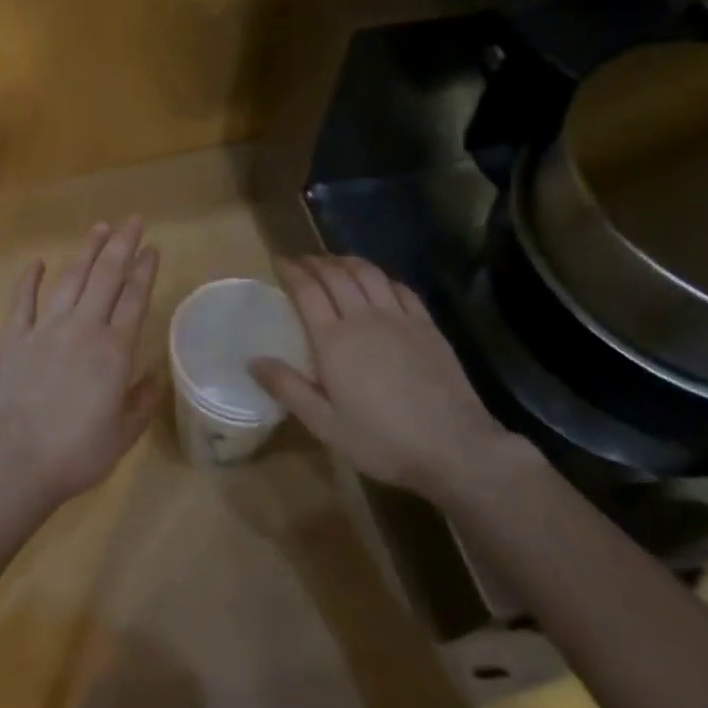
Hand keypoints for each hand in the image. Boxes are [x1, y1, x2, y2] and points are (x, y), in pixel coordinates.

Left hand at [0, 218, 162, 508]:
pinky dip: (29, 278)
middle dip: (122, 245)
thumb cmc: (78, 452)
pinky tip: (37, 261)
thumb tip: (156, 374)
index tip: (152, 247)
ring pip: (70, 278)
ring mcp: (46, 328)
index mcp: (115, 350)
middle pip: (106, 276)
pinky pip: (23, 300)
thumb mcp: (124, 433)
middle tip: (133, 220)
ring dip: (86, 251)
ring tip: (99, 228)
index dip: (145, 269)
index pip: (134, 298)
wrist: (18, 461)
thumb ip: (143, 400)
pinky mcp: (14, 337)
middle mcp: (84, 328)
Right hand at [250, 256, 510, 496]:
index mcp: (334, 341)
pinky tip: (378, 281)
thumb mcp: (325, 424)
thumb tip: (253, 361)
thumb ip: (288, 388)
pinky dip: (382, 277)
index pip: (307, 291)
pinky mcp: (427, 326)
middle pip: (336, 275)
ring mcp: (400, 319)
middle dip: (315, 262)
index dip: (291, 271)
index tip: (279, 261)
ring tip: (334, 262)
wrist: (453, 447)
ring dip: (347, 261)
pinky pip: (400, 288)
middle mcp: (364, 318)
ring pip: (369, 274)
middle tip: (301, 260)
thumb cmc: (381, 440)